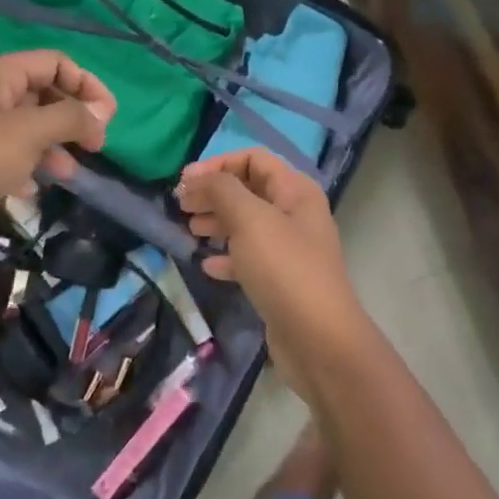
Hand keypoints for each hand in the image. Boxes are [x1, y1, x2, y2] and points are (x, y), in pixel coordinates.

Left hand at [0, 51, 115, 259]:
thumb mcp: (28, 134)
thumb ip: (70, 118)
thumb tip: (101, 112)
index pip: (56, 62)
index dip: (87, 85)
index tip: (108, 119)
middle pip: (43, 94)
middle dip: (72, 118)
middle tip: (95, 147)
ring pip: (28, 128)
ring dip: (53, 147)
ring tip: (69, 175)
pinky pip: (8, 155)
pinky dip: (26, 168)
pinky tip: (32, 191)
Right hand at [176, 148, 369, 397]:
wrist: (317, 339)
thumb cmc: (283, 268)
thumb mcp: (249, 219)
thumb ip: (221, 190)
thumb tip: (198, 178)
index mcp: (295, 191)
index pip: (254, 159)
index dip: (218, 164)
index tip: (184, 182)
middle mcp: (295, 214)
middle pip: (248, 190)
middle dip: (213, 194)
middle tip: (181, 207)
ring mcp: (289, 249)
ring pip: (246, 224)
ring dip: (216, 223)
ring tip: (190, 231)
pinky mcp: (281, 280)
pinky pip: (249, 258)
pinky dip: (227, 256)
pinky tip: (207, 265)